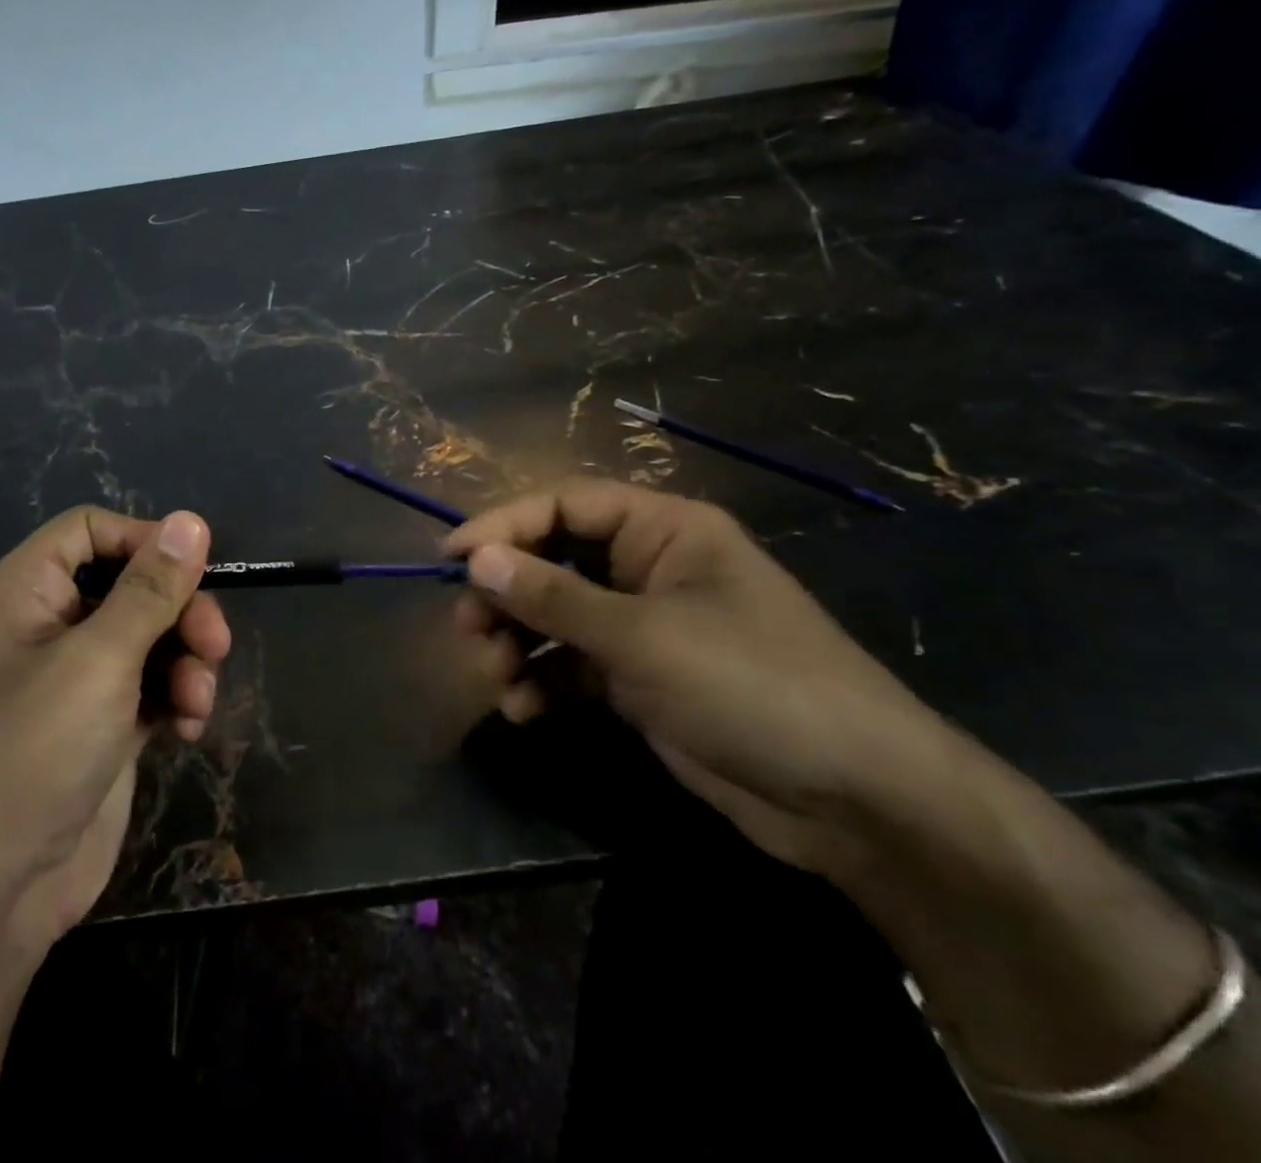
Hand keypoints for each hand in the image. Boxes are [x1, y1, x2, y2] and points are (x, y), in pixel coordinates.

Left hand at [0, 506, 229, 955]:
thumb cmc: (35, 752)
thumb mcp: (100, 660)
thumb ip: (150, 589)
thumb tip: (190, 520)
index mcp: (26, 592)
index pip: (89, 531)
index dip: (143, 540)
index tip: (194, 568)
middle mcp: (51, 625)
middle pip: (133, 584)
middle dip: (181, 612)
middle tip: (215, 644)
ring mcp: (79, 676)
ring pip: (153, 635)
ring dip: (187, 661)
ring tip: (197, 701)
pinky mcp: (106, 720)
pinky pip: (155, 683)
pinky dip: (178, 698)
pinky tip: (189, 730)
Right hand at [443, 479, 960, 874]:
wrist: (855, 801)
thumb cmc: (752, 686)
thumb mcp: (643, 636)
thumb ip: (554, 597)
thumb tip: (476, 559)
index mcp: (663, 530)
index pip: (565, 506)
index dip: (504, 525)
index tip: (451, 557)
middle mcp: (649, 568)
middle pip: (554, 561)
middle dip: (506, 595)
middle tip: (468, 630)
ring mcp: (645, 625)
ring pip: (557, 616)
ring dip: (518, 643)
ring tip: (496, 677)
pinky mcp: (640, 678)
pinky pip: (573, 665)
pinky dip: (543, 681)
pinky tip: (524, 709)